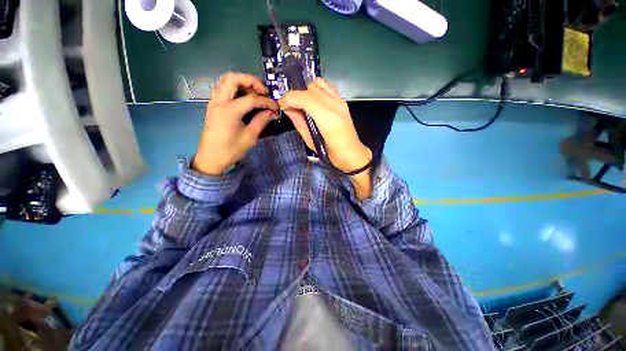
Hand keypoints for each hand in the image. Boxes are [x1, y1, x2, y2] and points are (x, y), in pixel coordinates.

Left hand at [193, 73, 278, 175]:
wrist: (211, 158)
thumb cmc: (231, 150)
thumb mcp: (249, 137)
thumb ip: (261, 121)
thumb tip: (272, 112)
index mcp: (229, 111)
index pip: (251, 98)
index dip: (266, 101)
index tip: (276, 106)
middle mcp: (219, 102)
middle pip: (234, 79)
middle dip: (251, 81)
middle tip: (264, 92)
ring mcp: (214, 102)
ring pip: (226, 80)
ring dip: (242, 82)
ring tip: (255, 92)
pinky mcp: (213, 105)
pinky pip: (223, 88)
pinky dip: (235, 87)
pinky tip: (245, 97)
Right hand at [279, 78, 372, 198]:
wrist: (352, 154)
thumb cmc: (331, 154)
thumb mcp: (311, 142)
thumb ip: (299, 123)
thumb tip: (288, 108)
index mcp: (328, 119)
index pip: (305, 98)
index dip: (290, 98)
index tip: (283, 105)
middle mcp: (335, 105)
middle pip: (310, 88)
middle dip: (297, 96)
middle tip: (293, 108)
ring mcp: (341, 101)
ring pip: (318, 84)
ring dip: (307, 92)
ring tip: (304, 105)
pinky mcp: (343, 101)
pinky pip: (327, 86)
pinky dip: (317, 90)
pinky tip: (314, 102)